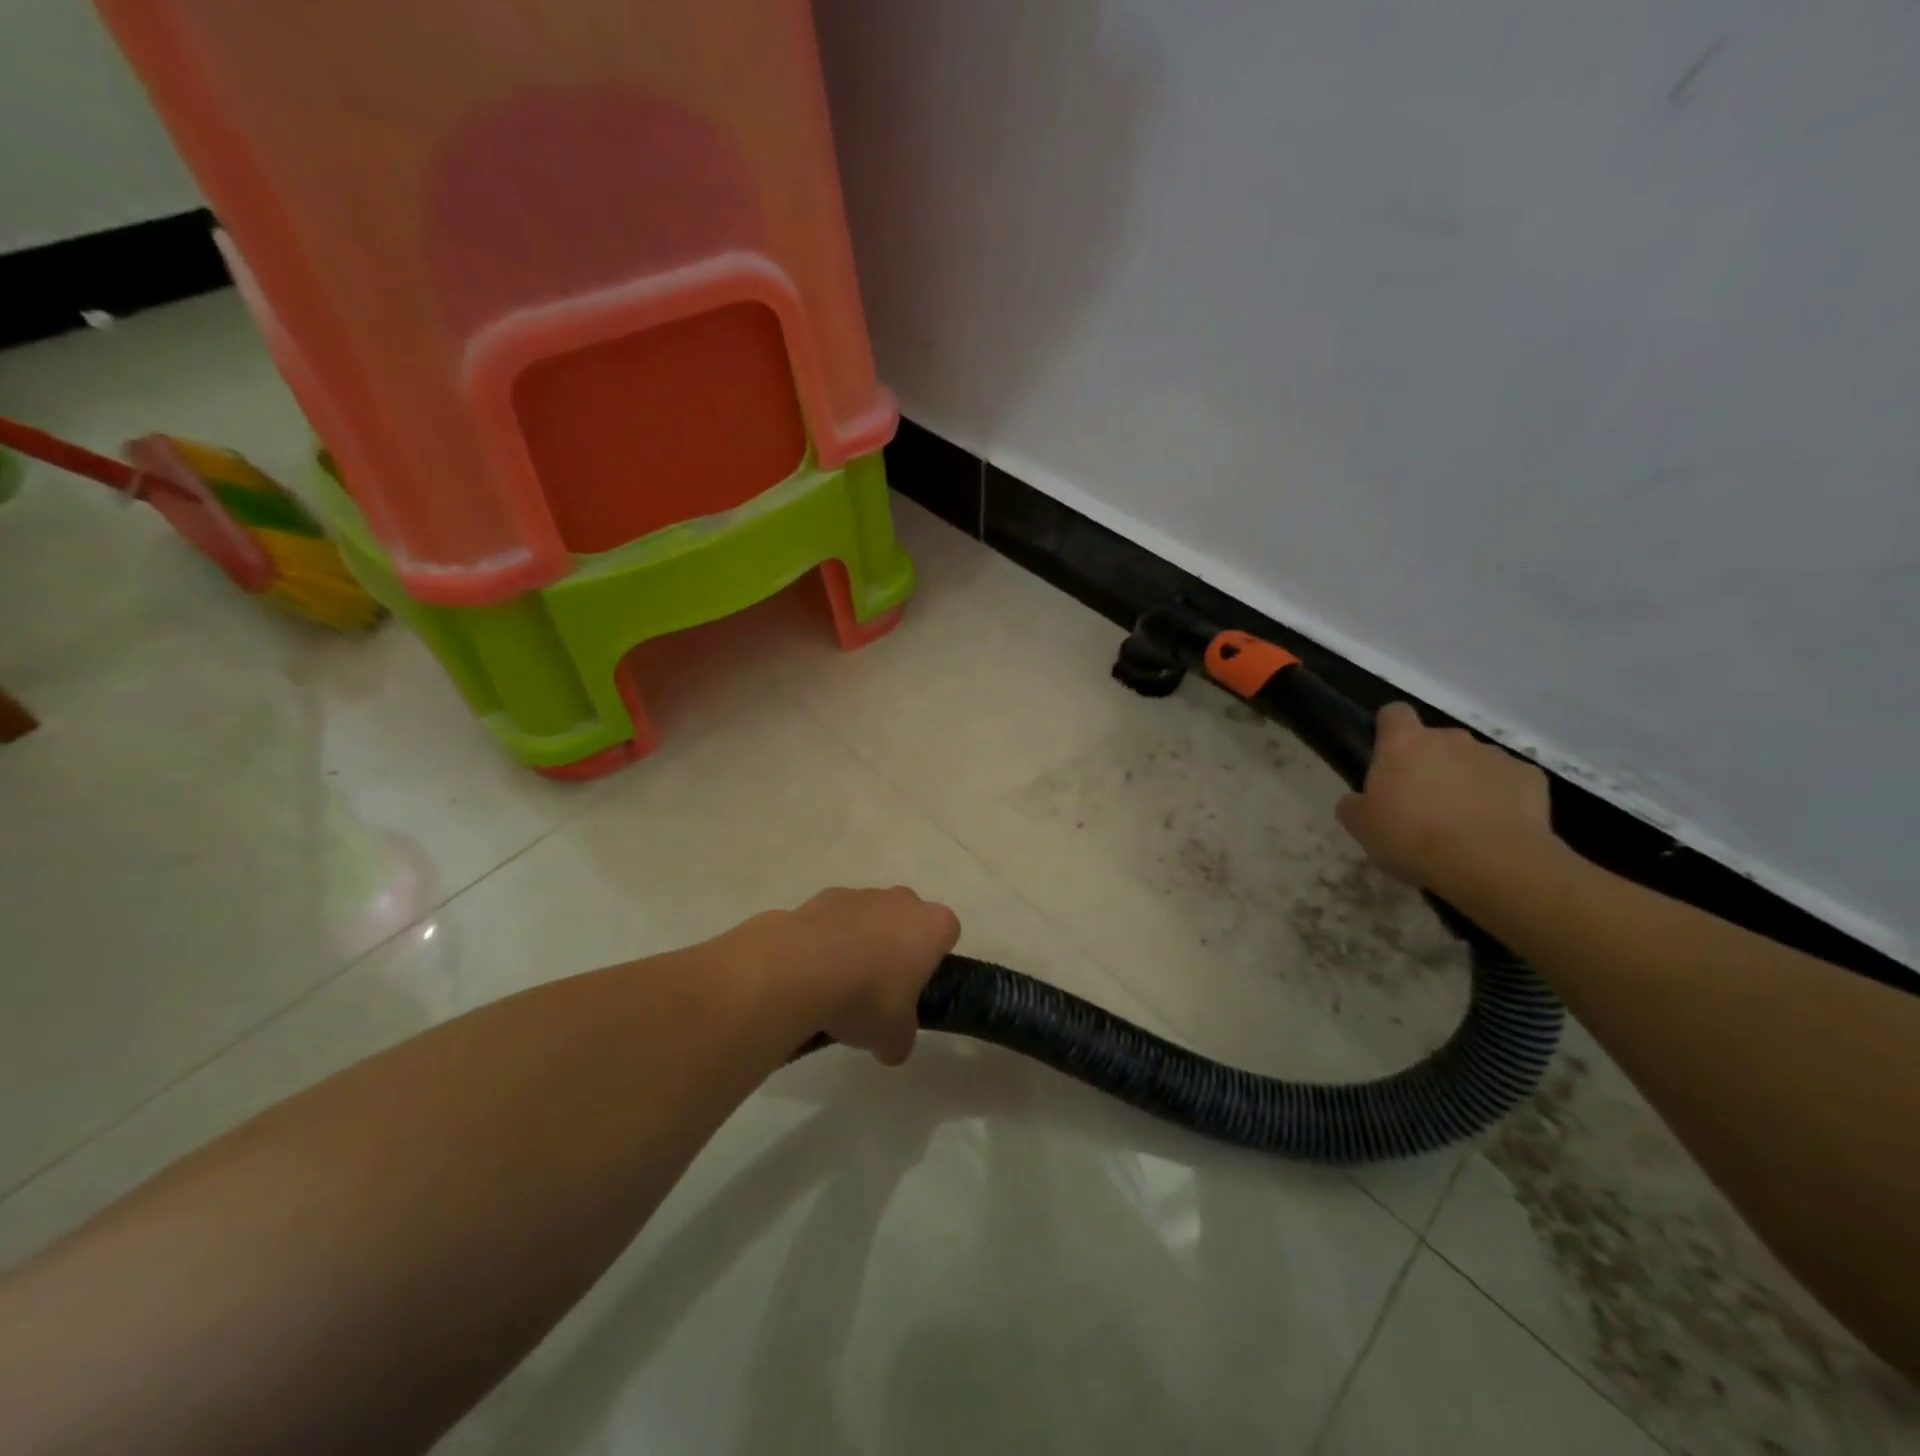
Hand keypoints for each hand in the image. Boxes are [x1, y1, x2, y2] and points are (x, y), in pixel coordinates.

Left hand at [738, 887, 959, 1065]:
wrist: (803, 969)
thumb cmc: (867, 997)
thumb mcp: (893, 1037)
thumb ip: (900, 1039)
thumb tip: (892, 1047)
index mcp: (933, 926)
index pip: (946, 934)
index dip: (932, 961)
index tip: (914, 988)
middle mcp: (902, 900)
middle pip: (907, 921)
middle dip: (896, 947)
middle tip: (878, 989)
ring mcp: (862, 894)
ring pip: (869, 917)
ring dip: (860, 942)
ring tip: (837, 984)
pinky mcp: (824, 896)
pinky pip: (834, 920)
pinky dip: (827, 939)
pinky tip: (811, 972)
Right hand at [1336, 703, 1557, 888]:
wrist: (1490, 863)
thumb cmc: (1412, 837)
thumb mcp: (1361, 827)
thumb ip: (1354, 804)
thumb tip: (1358, 800)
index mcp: (1404, 743)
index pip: (1393, 713)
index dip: (1390, 730)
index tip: (1388, 756)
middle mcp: (1450, 738)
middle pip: (1436, 740)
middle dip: (1430, 763)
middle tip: (1422, 802)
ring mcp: (1493, 755)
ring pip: (1473, 761)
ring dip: (1465, 780)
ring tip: (1462, 820)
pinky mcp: (1529, 777)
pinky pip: (1507, 781)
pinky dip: (1501, 797)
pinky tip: (1495, 826)